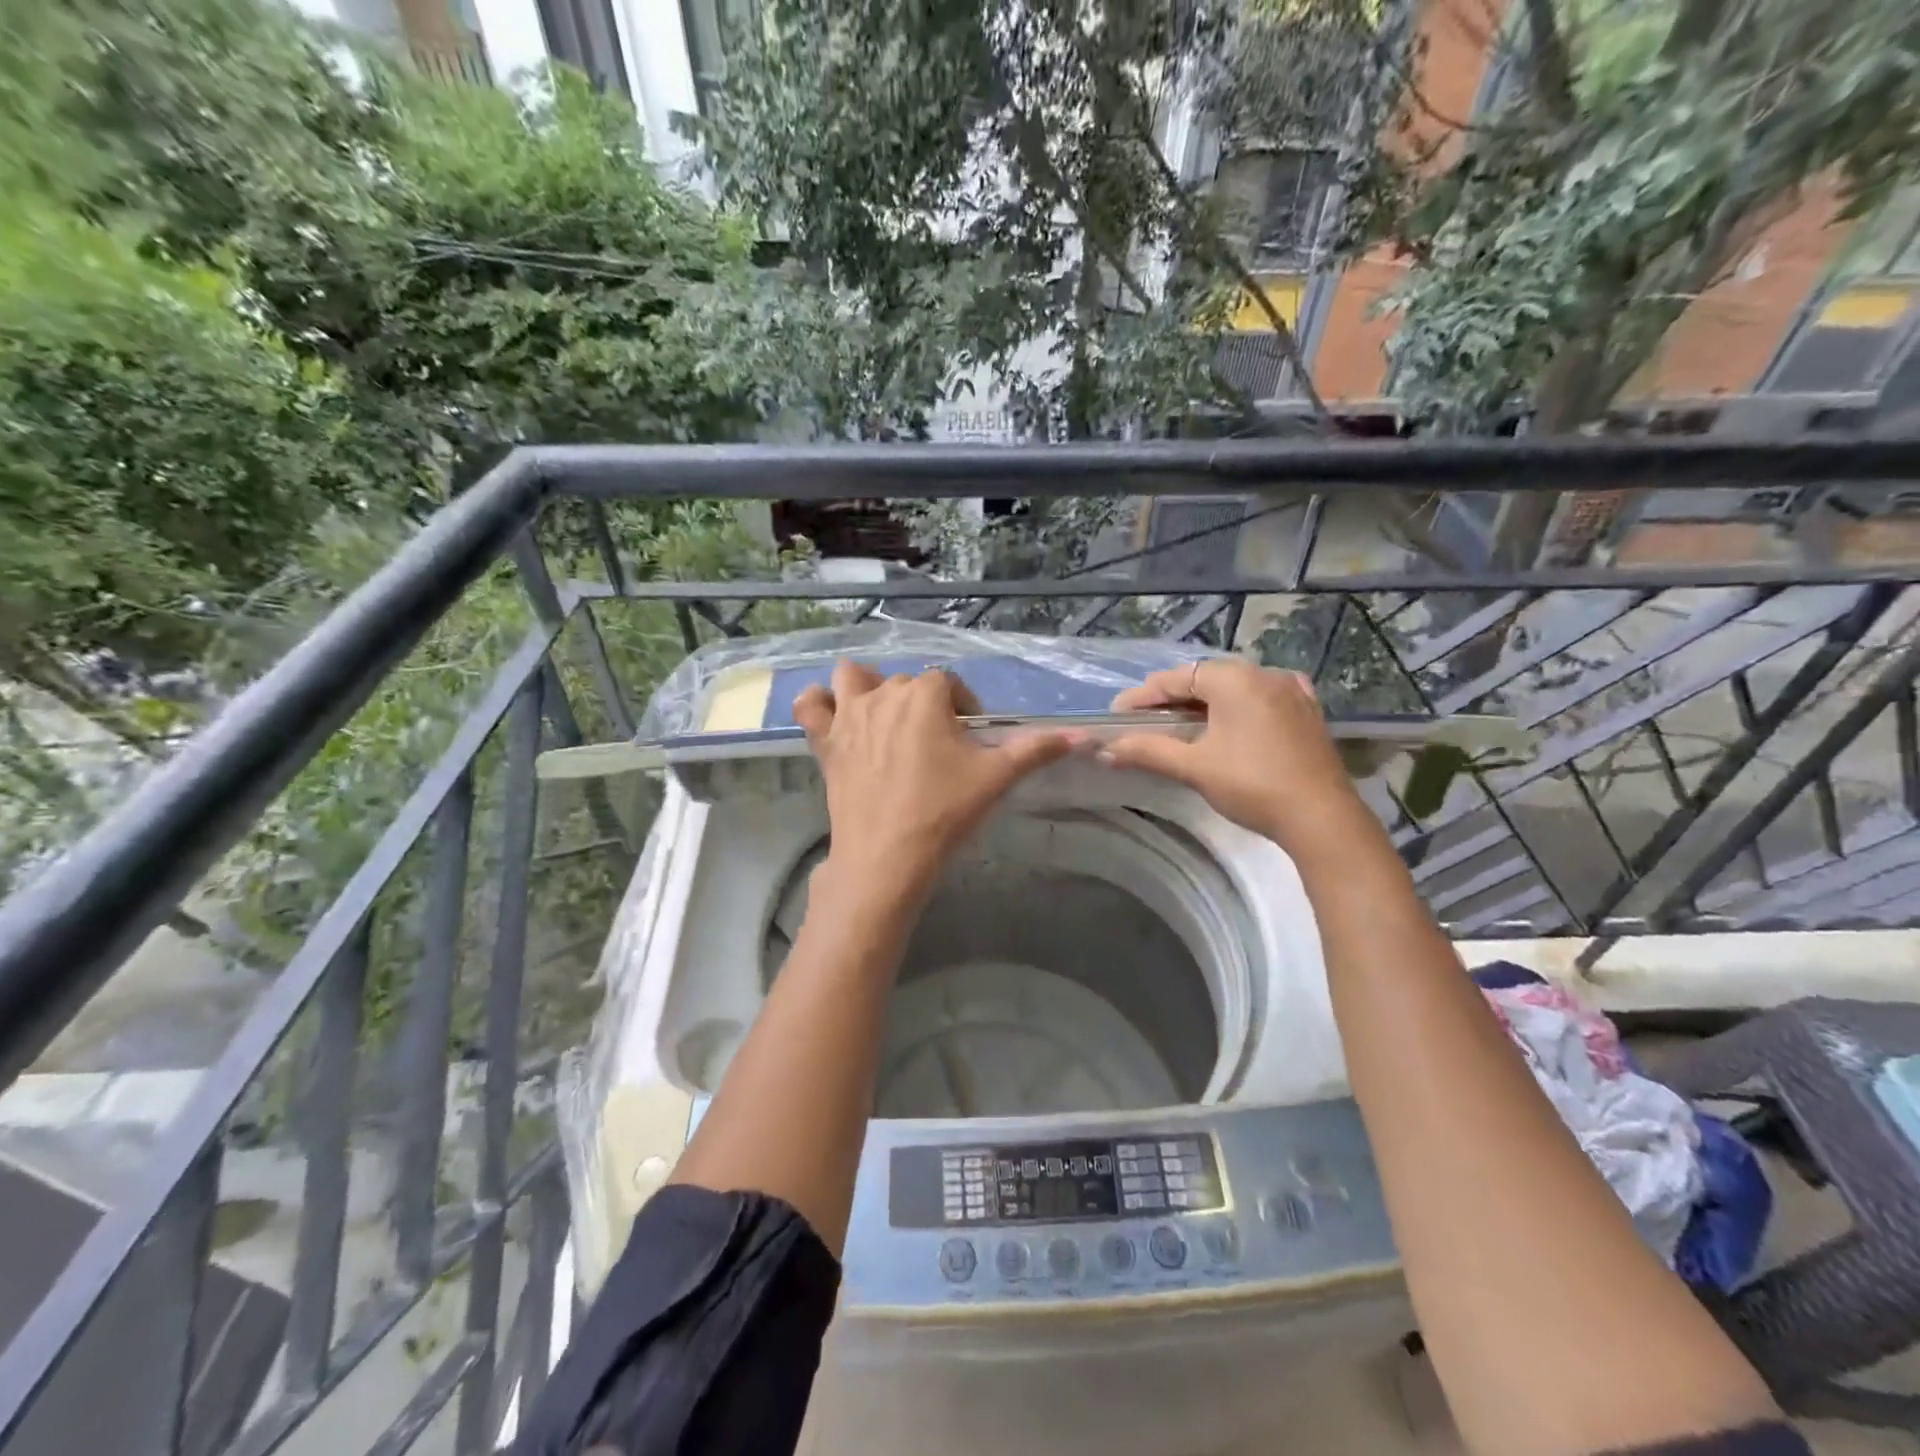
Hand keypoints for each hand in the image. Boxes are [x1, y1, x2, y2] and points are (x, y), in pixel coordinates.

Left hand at [793, 662, 1077, 908]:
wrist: (887, 857)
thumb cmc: (944, 813)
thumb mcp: (995, 778)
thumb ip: (1035, 750)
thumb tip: (1081, 736)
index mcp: (925, 695)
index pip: (949, 683)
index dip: (964, 707)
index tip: (971, 739)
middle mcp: (883, 694)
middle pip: (907, 683)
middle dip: (926, 706)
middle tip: (939, 747)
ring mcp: (848, 716)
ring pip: (852, 678)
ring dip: (868, 688)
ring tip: (885, 718)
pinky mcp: (824, 742)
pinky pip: (809, 707)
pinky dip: (819, 705)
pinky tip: (835, 719)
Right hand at [1100, 659, 1362, 851]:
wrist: (1320, 818)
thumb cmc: (1251, 784)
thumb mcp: (1193, 767)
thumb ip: (1147, 751)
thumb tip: (1106, 750)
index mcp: (1233, 678)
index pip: (1174, 679)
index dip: (1142, 697)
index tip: (1116, 716)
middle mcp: (1264, 674)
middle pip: (1204, 679)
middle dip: (1171, 700)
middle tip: (1143, 722)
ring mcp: (1292, 691)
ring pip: (1235, 689)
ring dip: (1205, 704)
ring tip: (1181, 725)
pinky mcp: (1308, 713)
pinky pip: (1263, 699)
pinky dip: (1240, 707)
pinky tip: (1235, 720)